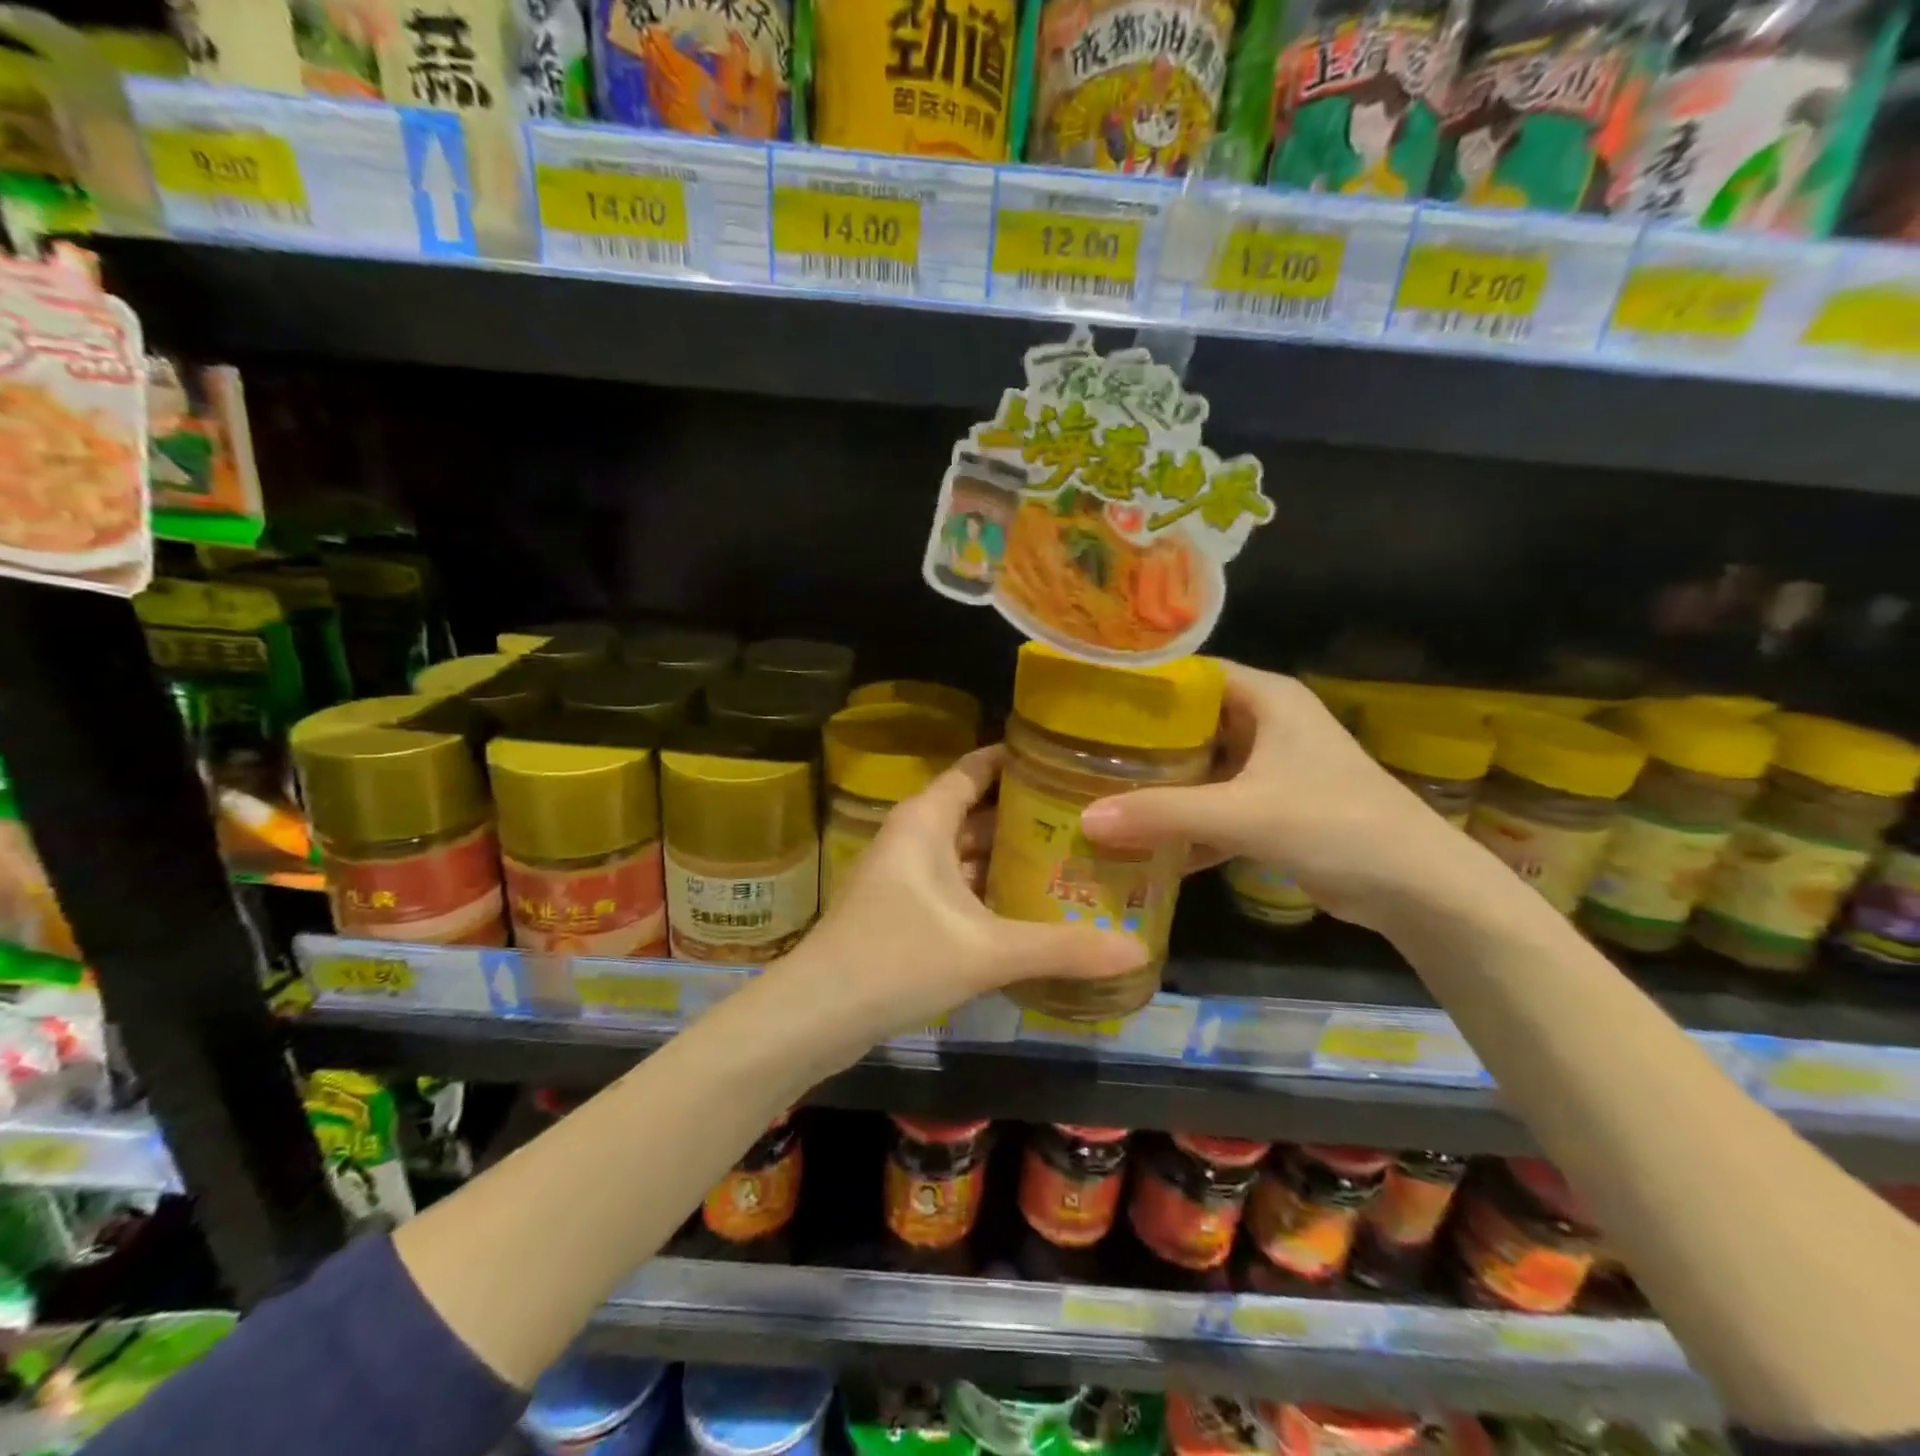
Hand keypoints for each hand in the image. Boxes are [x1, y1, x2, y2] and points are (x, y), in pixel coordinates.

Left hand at [792, 746, 1146, 1041]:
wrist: (816, 1016)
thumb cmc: (896, 960)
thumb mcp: (986, 952)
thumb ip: (1062, 948)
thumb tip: (1138, 950)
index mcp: (926, 820)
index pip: (977, 767)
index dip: (1018, 760)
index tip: (1070, 760)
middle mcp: (914, 836)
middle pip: (977, 810)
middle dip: (1028, 815)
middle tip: (1090, 819)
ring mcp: (906, 875)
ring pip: (967, 852)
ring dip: (1010, 857)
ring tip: (1073, 859)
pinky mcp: (903, 910)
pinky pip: (957, 885)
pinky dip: (990, 890)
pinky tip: (1031, 907)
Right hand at [1078, 662, 1474, 930]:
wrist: (1417, 888)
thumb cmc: (1336, 825)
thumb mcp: (1244, 814)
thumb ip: (1163, 815)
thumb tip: (1085, 820)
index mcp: (1266, 698)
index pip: (1190, 673)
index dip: (1142, 685)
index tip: (1088, 701)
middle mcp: (1266, 724)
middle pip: (1189, 723)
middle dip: (1140, 743)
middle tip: (1081, 753)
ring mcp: (1270, 768)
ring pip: (1200, 768)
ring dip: (1160, 788)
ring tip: (1099, 795)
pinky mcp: (1273, 809)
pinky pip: (1215, 807)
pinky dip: (1185, 825)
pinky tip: (1143, 846)